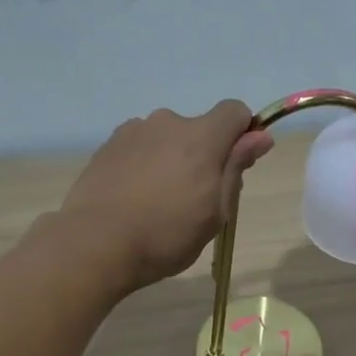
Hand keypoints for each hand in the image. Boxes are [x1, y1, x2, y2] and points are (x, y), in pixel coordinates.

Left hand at [59, 101, 274, 290]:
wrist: (95, 243)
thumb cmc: (166, 235)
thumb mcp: (215, 212)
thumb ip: (236, 168)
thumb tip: (260, 136)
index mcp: (201, 137)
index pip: (235, 111)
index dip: (243, 133)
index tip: (236, 166)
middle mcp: (167, 122)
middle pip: (198, 129)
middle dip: (203, 154)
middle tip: (193, 199)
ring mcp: (133, 131)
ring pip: (166, 139)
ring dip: (170, 159)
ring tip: (157, 202)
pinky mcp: (107, 146)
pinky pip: (139, 148)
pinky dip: (144, 165)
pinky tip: (133, 198)